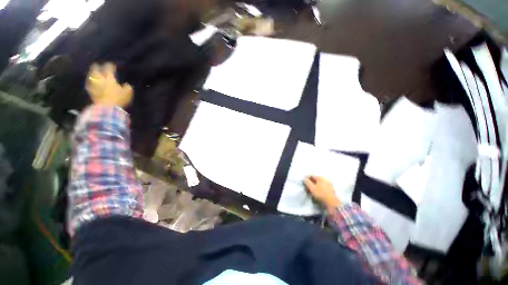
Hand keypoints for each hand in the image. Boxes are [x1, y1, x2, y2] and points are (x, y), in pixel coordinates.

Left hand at [85, 63, 132, 106]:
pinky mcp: (90, 92)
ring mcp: (93, 85)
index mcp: (109, 78)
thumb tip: (126, 85)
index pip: (109, 68)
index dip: (110, 66)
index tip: (112, 64)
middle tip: (98, 65)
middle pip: (95, 69)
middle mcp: (100, 79)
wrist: (107, 108)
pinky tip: (91, 82)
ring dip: (92, 73)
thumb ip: (127, 87)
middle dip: (97, 66)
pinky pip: (89, 84)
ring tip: (93, 73)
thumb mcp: (128, 93)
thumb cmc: (119, 99)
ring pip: (90, 76)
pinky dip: (90, 82)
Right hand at [304, 176, 340, 209]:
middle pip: (315, 179)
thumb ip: (307, 182)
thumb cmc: (321, 194)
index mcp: (320, 177)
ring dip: (314, 186)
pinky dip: (318, 188)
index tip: (303, 183)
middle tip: (306, 188)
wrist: (332, 203)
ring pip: (319, 183)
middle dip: (310, 183)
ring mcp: (329, 184)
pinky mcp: (331, 189)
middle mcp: (325, 179)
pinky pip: (322, 186)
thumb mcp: (312, 188)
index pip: (311, 175)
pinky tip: (316, 192)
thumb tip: (304, 179)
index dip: (306, 178)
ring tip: (311, 191)